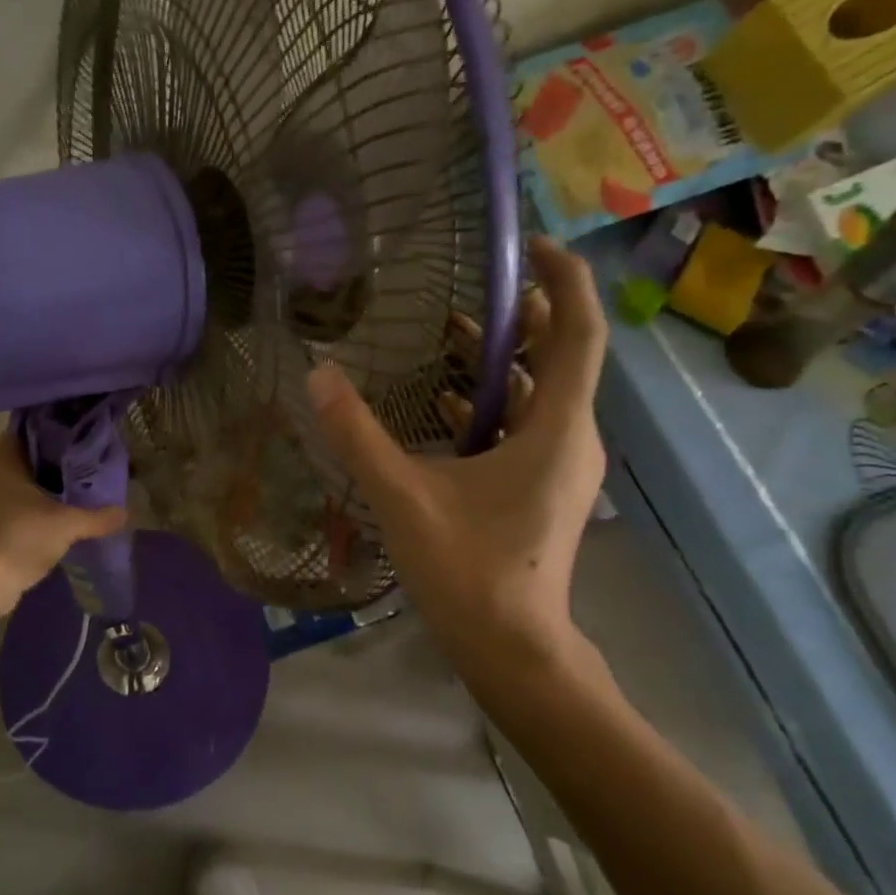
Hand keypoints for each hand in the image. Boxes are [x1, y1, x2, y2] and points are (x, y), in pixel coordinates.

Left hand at [0, 432, 128, 622]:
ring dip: (46, 489)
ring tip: (82, 491)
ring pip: (20, 484)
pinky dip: (35, 509)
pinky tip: (61, 517)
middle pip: (28, 458)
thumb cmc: (17, 538)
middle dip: (57, 463)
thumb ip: (97, 517)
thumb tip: (126, 513)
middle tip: (91, 466)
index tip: (85, 438)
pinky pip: (14, 506)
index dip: (59, 432)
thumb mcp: (66, 525)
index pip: (31, 430)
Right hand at [306, 235, 608, 684]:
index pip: (578, 332)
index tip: (529, 245)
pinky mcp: (544, 487)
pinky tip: (446, 402)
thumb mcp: (403, 497)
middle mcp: (572, 438)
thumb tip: (317, 376)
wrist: (512, 649)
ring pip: (541, 392)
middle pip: (560, 355)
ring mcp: (562, 465)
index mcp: (557, 429)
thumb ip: (357, 435)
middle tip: (472, 287)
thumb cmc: (469, 571)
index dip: (562, 279)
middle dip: (521, 315)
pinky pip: (527, 425)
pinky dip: (494, 403)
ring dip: (502, 360)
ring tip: (452, 332)